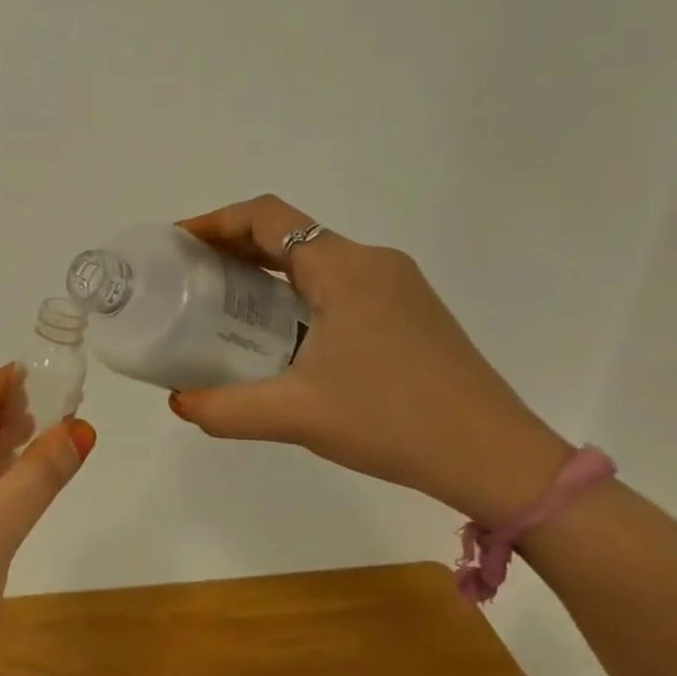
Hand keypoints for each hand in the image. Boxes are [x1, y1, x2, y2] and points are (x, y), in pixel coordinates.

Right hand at [171, 195, 570, 523]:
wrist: (498, 458)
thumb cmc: (393, 422)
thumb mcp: (297, 416)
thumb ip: (226, 408)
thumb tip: (178, 403)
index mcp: (343, 269)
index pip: (266, 217)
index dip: (216, 221)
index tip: (179, 242)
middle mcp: (372, 262)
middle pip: (289, 232)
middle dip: (234, 245)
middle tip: (191, 273)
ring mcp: (398, 285)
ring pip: (316, 257)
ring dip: (267, 267)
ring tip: (226, 299)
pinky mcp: (411, 310)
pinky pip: (340, 280)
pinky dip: (298, 288)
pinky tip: (282, 329)